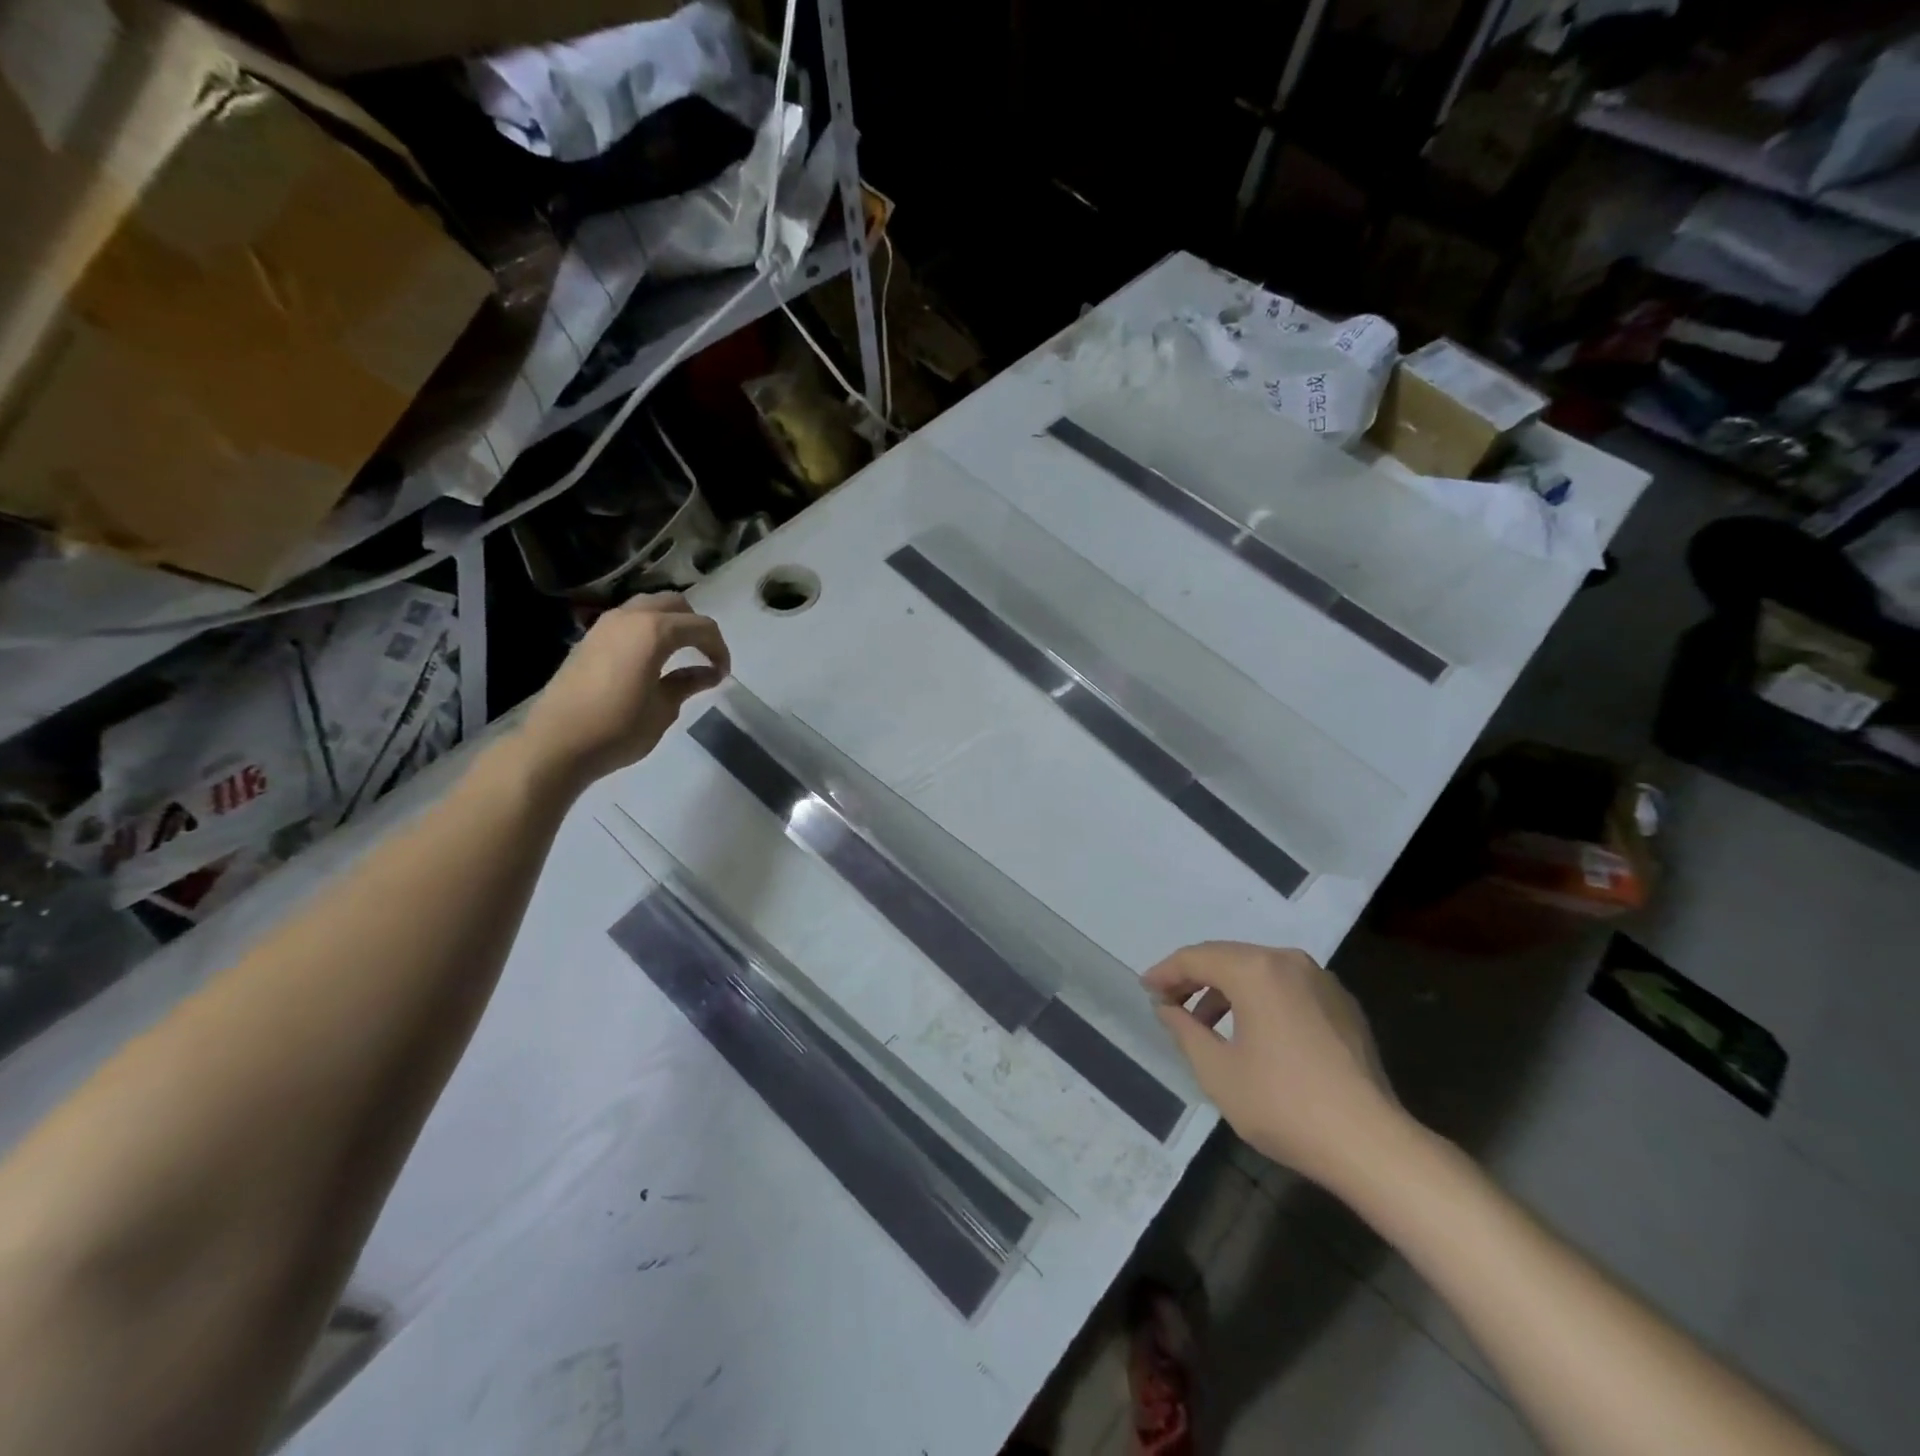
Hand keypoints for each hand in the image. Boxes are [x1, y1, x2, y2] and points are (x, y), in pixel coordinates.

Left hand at [519, 593, 729, 788]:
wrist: (557, 743)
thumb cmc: (619, 728)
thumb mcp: (664, 708)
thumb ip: (688, 683)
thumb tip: (709, 673)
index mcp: (654, 631)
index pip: (701, 627)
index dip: (719, 648)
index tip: (723, 674)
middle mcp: (630, 617)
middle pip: (675, 605)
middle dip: (696, 627)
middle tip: (705, 656)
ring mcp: (605, 625)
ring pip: (648, 607)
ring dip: (670, 624)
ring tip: (679, 655)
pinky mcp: (590, 638)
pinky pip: (628, 621)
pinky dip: (647, 630)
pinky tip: (651, 660)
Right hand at [1146, 942, 1403, 1190]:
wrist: (1372, 1144)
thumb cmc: (1284, 1104)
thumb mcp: (1217, 1071)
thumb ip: (1184, 1030)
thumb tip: (1167, 1007)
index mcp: (1256, 969)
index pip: (1197, 957)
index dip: (1166, 973)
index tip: (1145, 990)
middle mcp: (1289, 961)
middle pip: (1228, 958)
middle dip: (1195, 978)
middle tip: (1169, 1003)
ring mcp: (1322, 981)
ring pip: (1260, 972)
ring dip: (1227, 991)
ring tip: (1206, 1025)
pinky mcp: (1343, 1006)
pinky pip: (1288, 989)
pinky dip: (1260, 1000)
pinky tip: (1252, 1033)